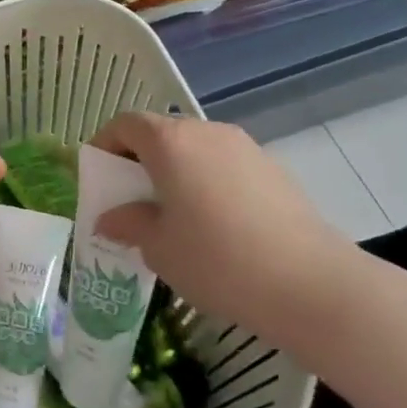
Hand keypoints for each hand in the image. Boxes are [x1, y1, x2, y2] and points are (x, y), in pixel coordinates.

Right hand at [89, 113, 365, 343]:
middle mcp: (207, 132)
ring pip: (194, 149)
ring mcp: (244, 148)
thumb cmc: (217, 260)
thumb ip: (128, 224)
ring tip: (172, 214)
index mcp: (171, 142)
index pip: (126, 124)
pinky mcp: (272, 169)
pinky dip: (205, 181)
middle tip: (130, 199)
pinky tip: (213, 224)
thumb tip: (110, 219)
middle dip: (138, 160)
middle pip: (161, 132)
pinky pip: (223, 165)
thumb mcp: (158, 247)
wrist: (309, 283)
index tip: (97, 175)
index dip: (105, 144)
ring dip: (174, 171)